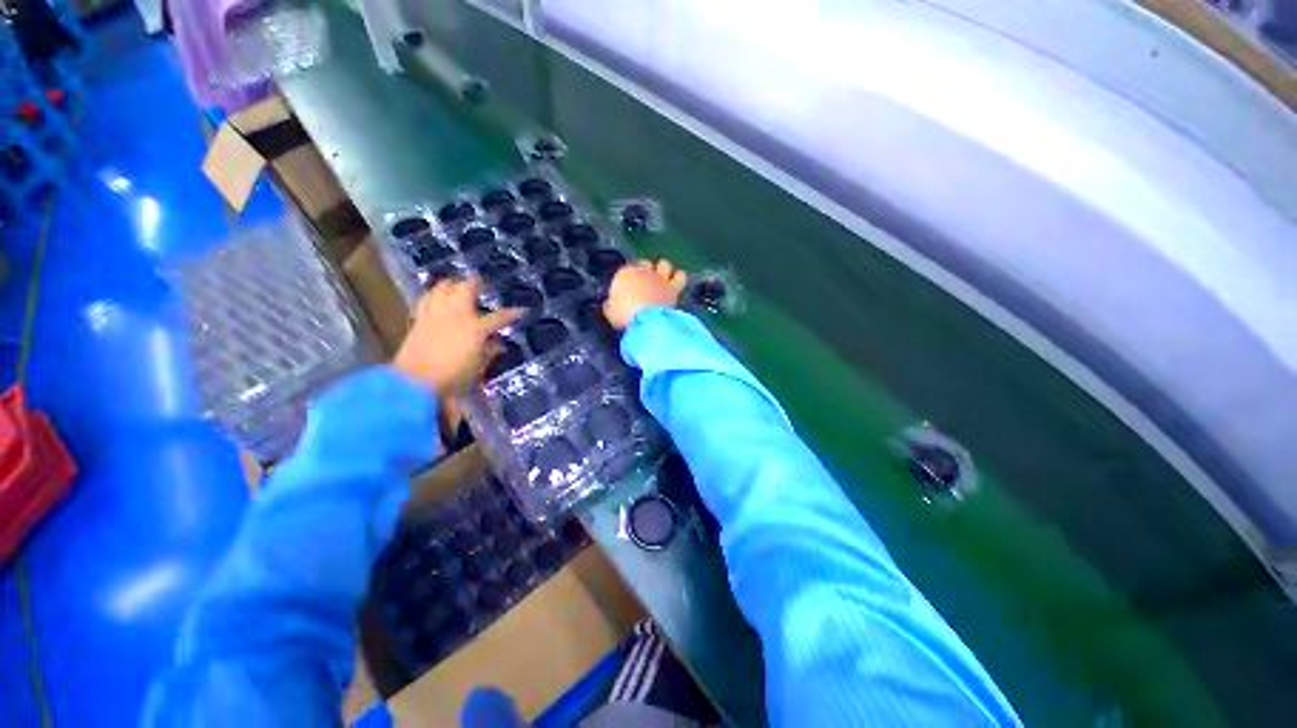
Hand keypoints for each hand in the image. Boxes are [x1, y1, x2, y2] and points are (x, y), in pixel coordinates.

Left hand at [394, 277, 522, 393]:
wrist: (415, 384)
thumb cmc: (453, 378)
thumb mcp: (478, 368)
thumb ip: (489, 352)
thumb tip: (498, 344)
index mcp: (475, 328)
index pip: (499, 317)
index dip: (512, 314)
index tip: (521, 311)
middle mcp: (455, 315)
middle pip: (465, 289)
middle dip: (475, 283)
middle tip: (481, 284)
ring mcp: (435, 315)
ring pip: (442, 288)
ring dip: (451, 285)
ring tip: (457, 286)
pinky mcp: (418, 320)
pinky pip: (426, 300)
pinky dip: (433, 296)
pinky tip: (436, 300)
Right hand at [604, 259, 688, 329]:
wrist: (647, 319)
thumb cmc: (624, 316)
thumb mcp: (610, 313)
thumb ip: (610, 305)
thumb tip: (610, 304)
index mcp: (624, 274)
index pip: (625, 271)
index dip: (626, 281)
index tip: (626, 292)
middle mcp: (643, 271)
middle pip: (644, 264)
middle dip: (645, 272)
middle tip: (644, 285)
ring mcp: (660, 277)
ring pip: (664, 264)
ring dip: (663, 270)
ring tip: (662, 280)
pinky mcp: (674, 286)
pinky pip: (680, 276)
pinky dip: (678, 278)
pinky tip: (676, 283)